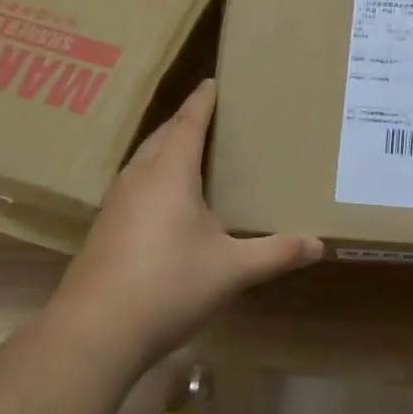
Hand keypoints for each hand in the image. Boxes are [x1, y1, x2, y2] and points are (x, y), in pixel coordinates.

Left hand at [52, 80, 321, 366]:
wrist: (94, 332)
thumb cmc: (168, 286)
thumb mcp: (232, 270)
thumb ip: (276, 253)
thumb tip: (319, 244)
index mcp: (170, 173)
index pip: (189, 122)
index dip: (204, 100)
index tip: (217, 81)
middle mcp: (139, 177)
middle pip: (164, 134)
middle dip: (188, 120)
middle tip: (218, 116)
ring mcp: (116, 202)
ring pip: (146, 158)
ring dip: (170, 147)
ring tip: (198, 151)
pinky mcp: (106, 227)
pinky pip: (137, 182)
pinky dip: (157, 174)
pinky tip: (171, 199)